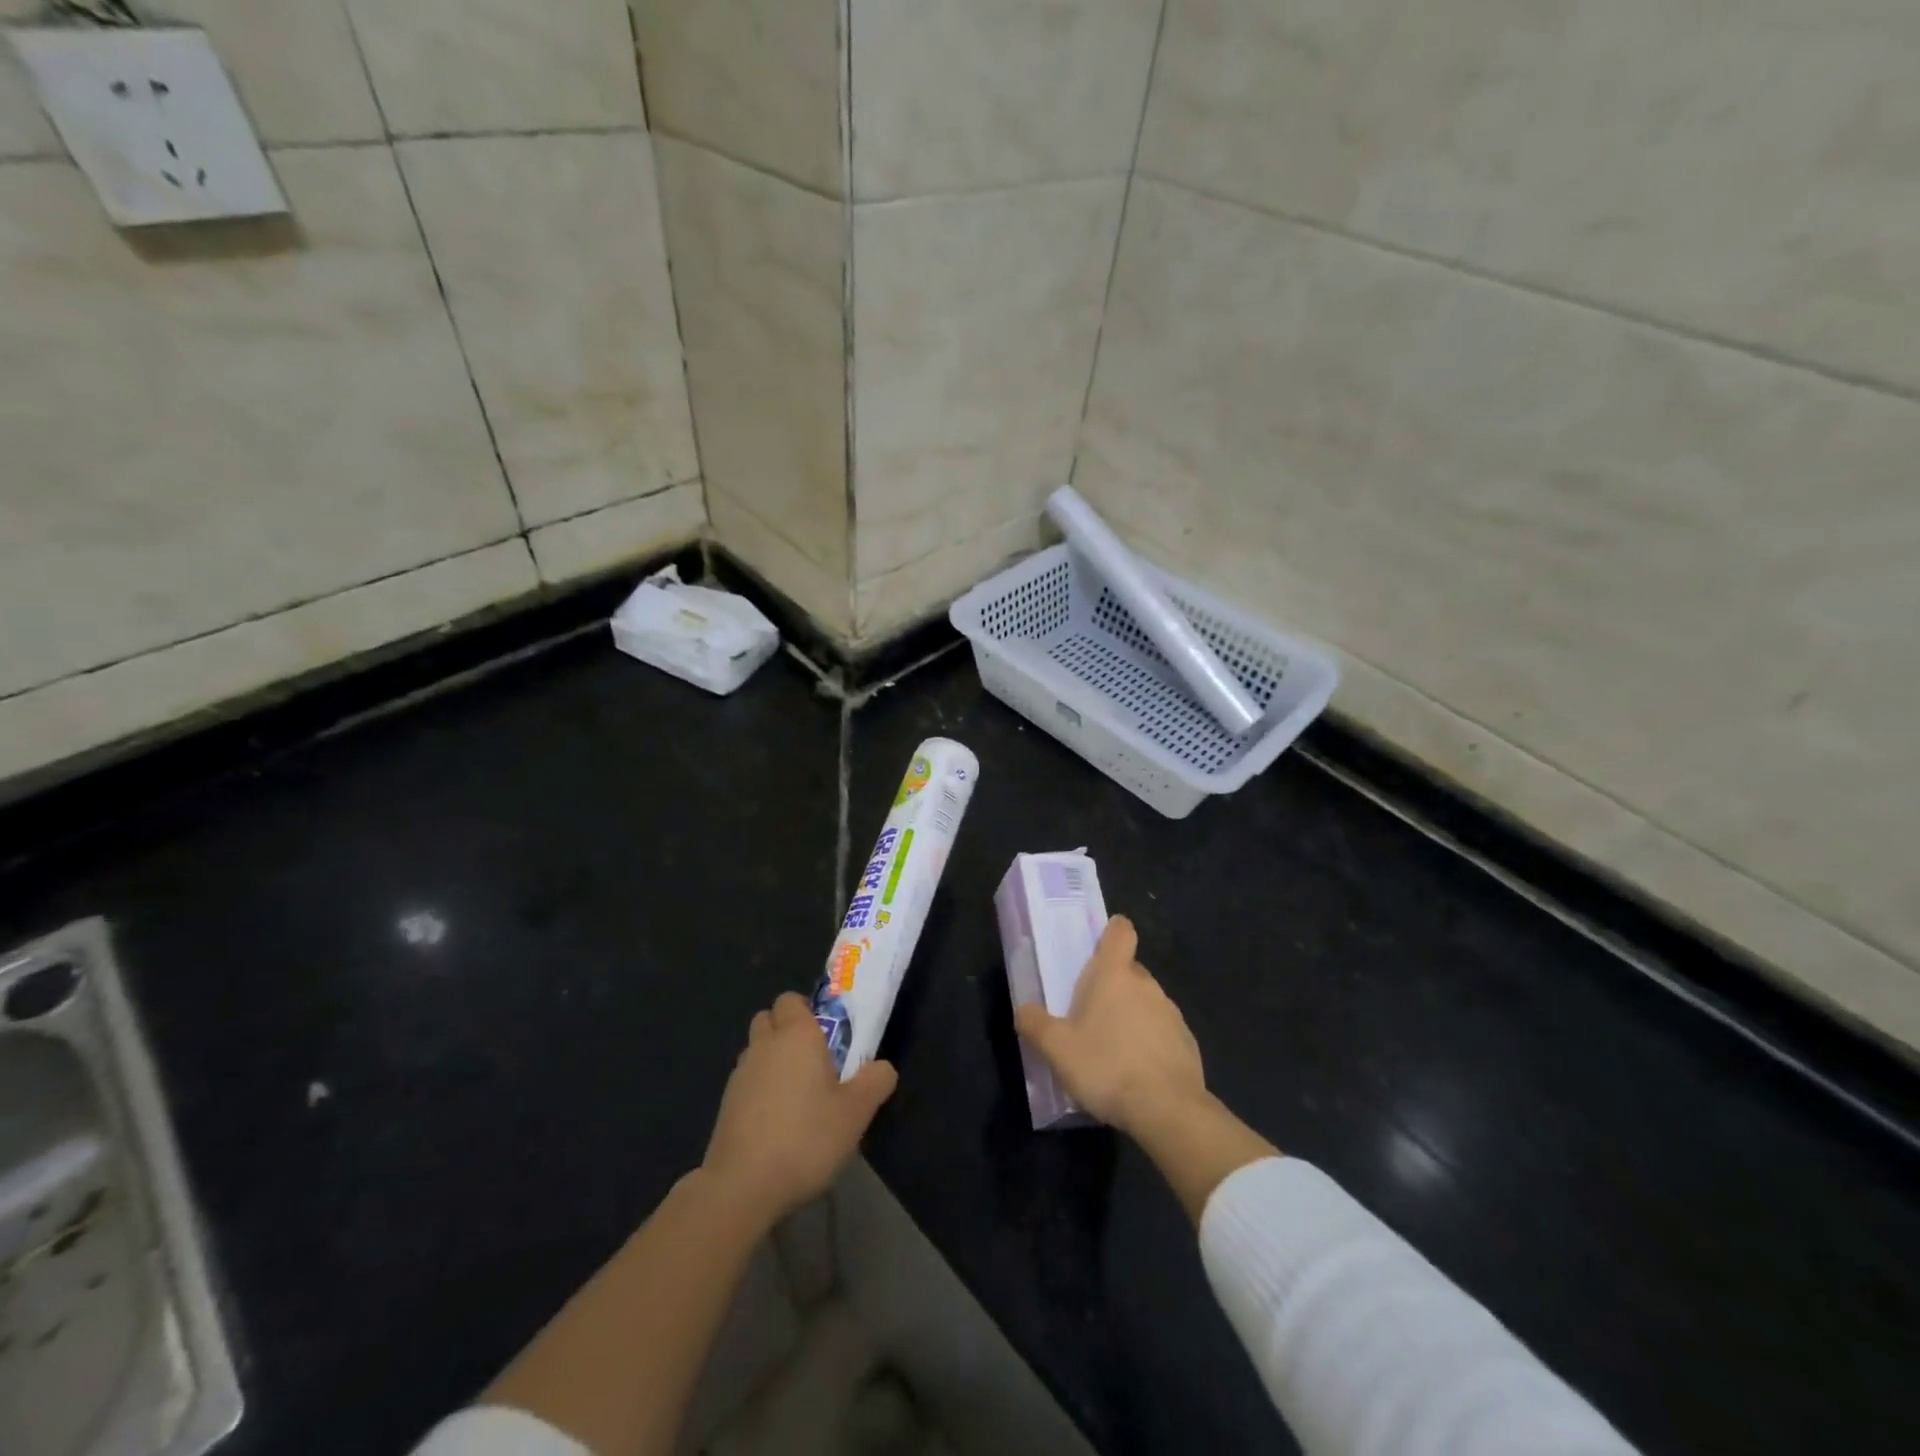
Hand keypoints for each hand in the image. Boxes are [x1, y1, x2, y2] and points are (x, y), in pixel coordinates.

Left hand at [703, 992, 897, 1227]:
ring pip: (756, 1051)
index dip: (808, 1011)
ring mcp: (740, 1075)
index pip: (792, 999)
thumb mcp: (856, 1112)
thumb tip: (882, 1067)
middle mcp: (764, 1045)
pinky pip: (747, 1082)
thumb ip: (875, 1082)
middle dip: (787, 1031)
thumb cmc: (806, 1138)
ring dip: (773, 1061)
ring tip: (797, 1096)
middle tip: (815, 1061)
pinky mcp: (725, 1105)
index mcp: (796, 1034)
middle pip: (769, 1019)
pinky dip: (760, 1090)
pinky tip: (777, 1122)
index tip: (828, 1035)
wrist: (742, 1186)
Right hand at [1013, 915, 1207, 1138]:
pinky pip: (1163, 1032)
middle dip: (1112, 985)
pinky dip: (1150, 1043)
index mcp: (1114, 975)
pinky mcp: (1188, 1042)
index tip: (1098, 947)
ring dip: (1131, 1015)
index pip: (1120, 931)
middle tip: (1089, 1014)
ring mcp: (1172, 1013)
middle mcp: (1147, 985)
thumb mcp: (1057, 1049)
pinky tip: (1137, 1072)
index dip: (1111, 932)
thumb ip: (1035, 1025)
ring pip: (1146, 1002)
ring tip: (1112, 1050)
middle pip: (1129, 970)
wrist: (1168, 1111)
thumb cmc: (1106, 1067)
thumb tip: (1023, 1010)